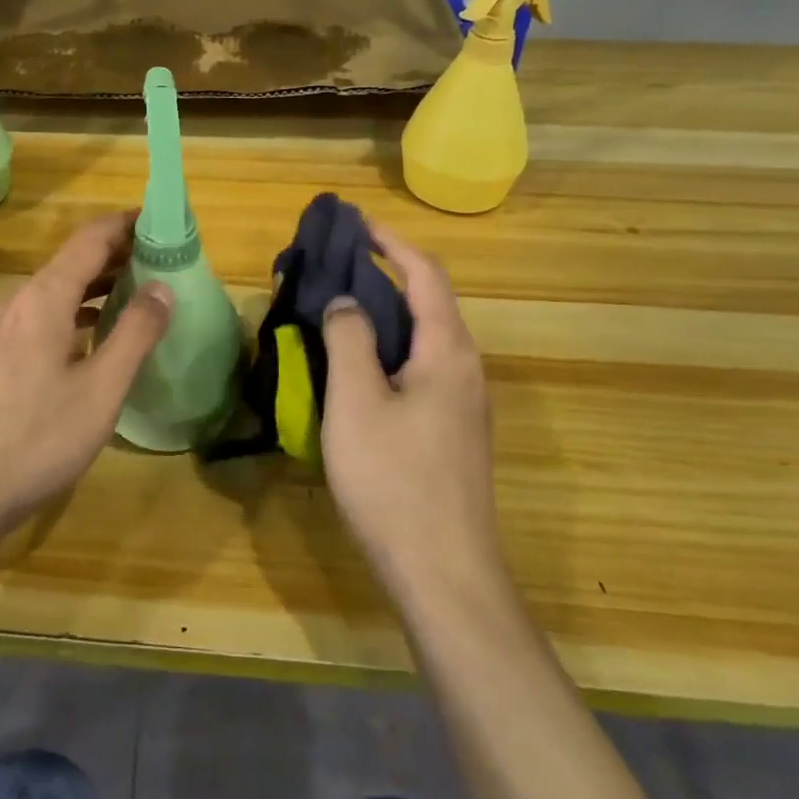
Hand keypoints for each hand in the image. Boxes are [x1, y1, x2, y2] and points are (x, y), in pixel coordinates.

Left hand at [0, 211, 172, 540]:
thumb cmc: (36, 438)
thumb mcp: (101, 389)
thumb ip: (135, 333)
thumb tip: (162, 286)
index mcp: (44, 296)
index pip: (91, 238)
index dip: (127, 224)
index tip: (163, 222)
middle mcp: (19, 300)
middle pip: (74, 260)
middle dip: (118, 254)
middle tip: (163, 262)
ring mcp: (2, 328)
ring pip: (58, 290)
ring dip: (98, 285)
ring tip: (139, 294)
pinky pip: (44, 315)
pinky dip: (77, 311)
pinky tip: (96, 336)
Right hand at [319, 222, 505, 606]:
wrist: (445, 575)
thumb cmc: (395, 481)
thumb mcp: (357, 402)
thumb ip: (349, 340)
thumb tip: (346, 301)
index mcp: (448, 351)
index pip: (424, 274)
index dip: (390, 241)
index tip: (353, 223)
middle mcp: (464, 369)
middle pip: (426, 302)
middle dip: (383, 274)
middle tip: (333, 267)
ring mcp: (462, 404)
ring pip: (421, 338)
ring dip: (383, 314)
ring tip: (337, 309)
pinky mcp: (451, 432)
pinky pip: (418, 368)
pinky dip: (387, 349)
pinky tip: (354, 368)